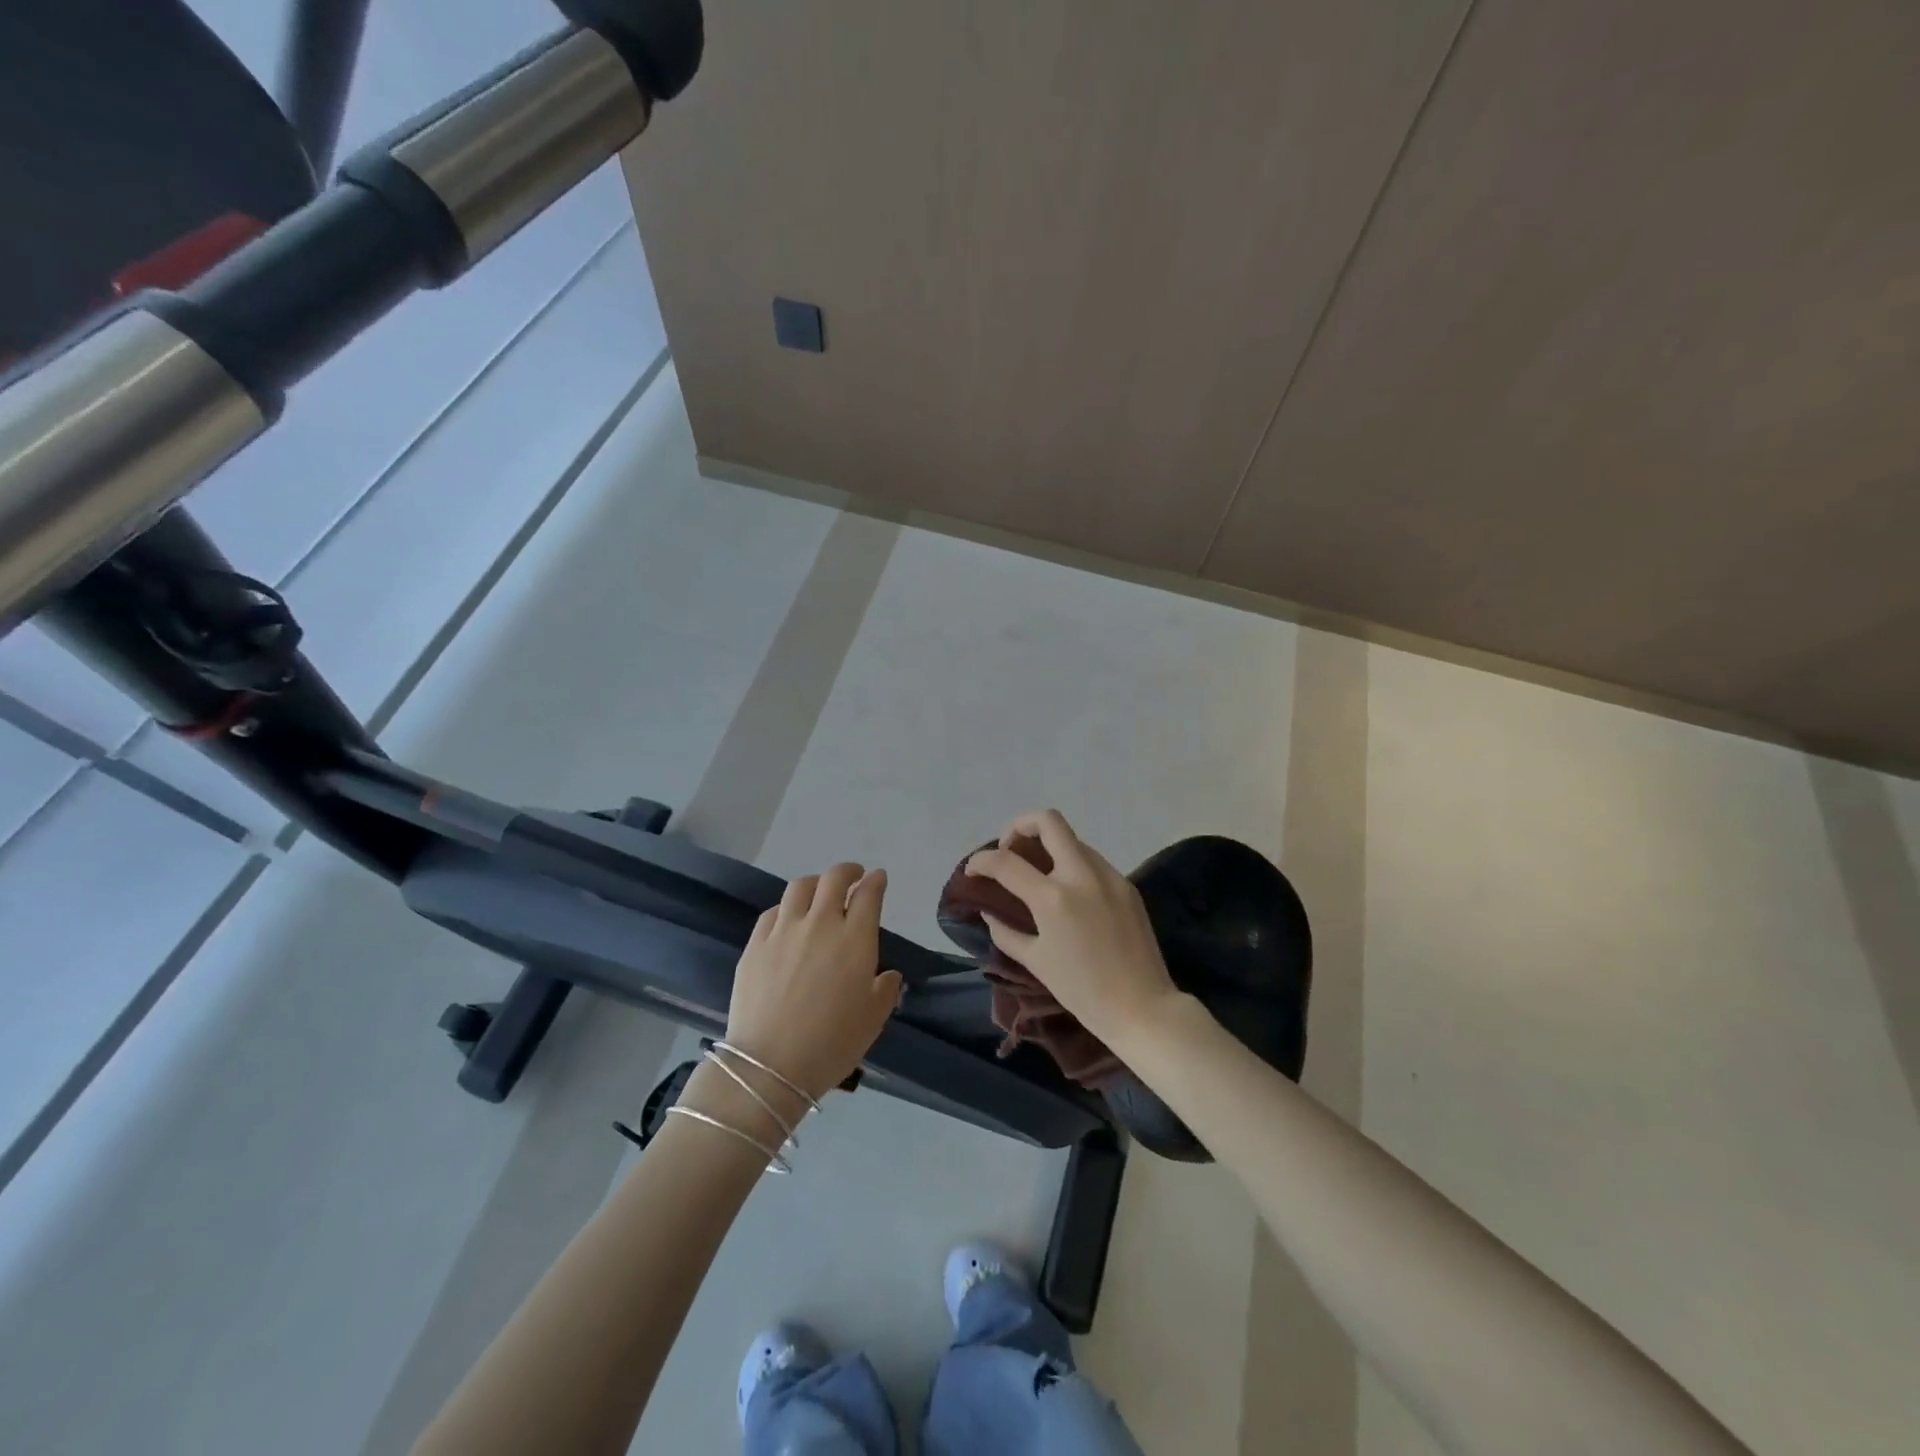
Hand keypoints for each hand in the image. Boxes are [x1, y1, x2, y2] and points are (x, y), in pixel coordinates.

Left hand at [723, 862, 903, 1101]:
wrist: (769, 1065)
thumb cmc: (831, 1044)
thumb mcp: (873, 1020)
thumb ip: (885, 990)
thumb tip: (887, 975)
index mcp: (855, 939)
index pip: (868, 894)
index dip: (876, 881)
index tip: (878, 878)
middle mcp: (820, 924)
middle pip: (833, 879)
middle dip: (848, 871)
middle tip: (854, 876)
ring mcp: (783, 931)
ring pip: (800, 887)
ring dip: (815, 883)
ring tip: (819, 892)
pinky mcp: (755, 944)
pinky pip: (773, 912)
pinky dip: (787, 908)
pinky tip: (788, 919)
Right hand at [965, 809, 1179, 1048]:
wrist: (1142, 1007)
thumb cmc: (1082, 991)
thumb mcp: (1035, 962)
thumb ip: (1005, 932)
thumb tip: (989, 911)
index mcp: (1053, 898)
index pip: (1006, 862)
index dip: (981, 861)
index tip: (973, 869)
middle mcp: (1081, 875)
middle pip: (1048, 821)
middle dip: (1020, 827)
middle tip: (1009, 851)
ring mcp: (1109, 876)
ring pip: (1072, 839)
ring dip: (1048, 845)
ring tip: (1037, 872)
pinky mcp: (1126, 885)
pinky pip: (1092, 860)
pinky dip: (1071, 864)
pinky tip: (1067, 891)